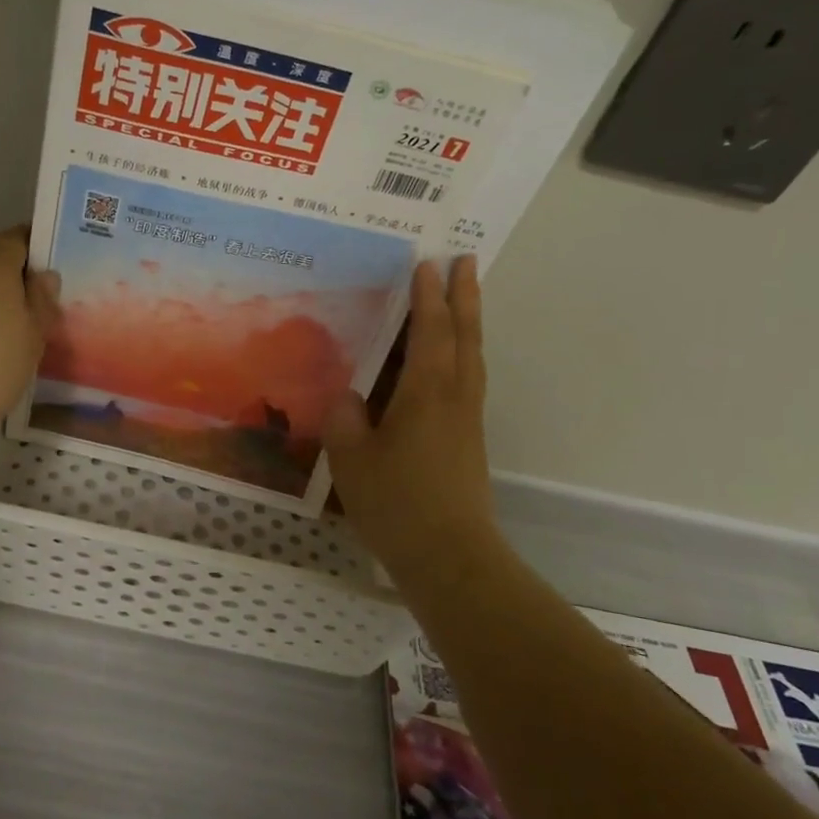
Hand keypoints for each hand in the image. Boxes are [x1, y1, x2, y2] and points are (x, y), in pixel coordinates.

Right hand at [324, 256, 498, 582]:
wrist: (452, 557)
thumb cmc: (398, 504)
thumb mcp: (353, 460)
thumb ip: (346, 420)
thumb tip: (349, 396)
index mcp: (426, 394)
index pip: (430, 332)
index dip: (428, 297)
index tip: (428, 263)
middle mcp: (454, 397)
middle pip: (465, 336)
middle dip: (464, 296)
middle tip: (467, 261)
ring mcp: (467, 419)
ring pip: (472, 357)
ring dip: (469, 322)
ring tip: (464, 299)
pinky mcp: (468, 440)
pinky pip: (467, 380)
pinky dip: (462, 354)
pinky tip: (447, 363)